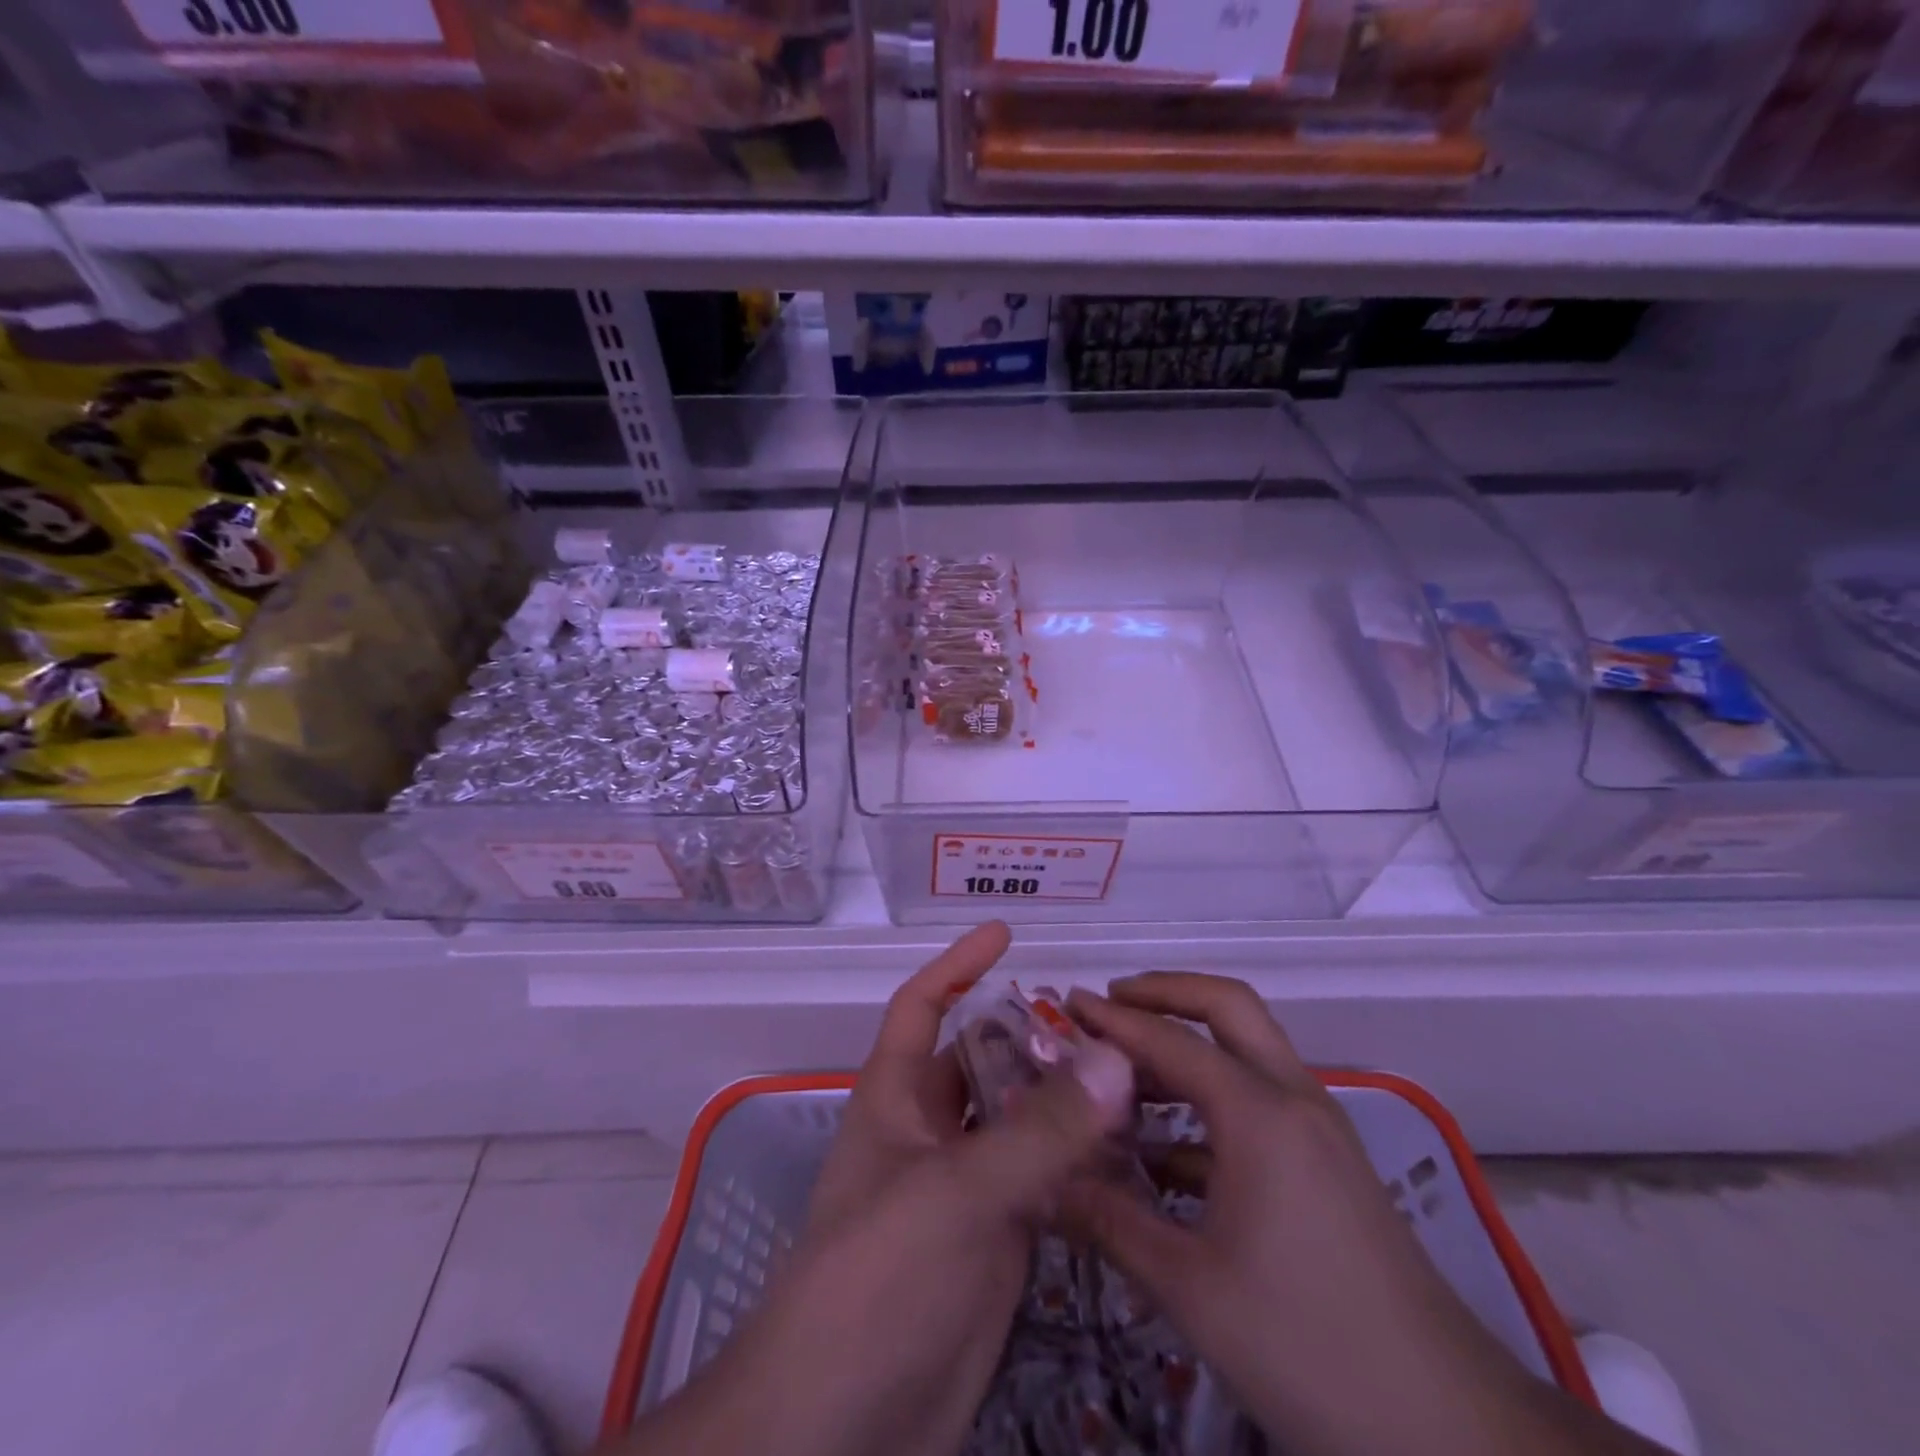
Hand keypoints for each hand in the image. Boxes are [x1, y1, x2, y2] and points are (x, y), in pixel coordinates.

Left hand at [620, 924, 1132, 1455]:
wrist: (841, 1431)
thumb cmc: (875, 1283)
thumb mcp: (954, 1194)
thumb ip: (1038, 1132)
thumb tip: (1113, 1059)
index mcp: (896, 1099)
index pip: (921, 1007)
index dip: (957, 966)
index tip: (1005, 934)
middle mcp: (930, 1133)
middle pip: (983, 1062)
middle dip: (1031, 1036)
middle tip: (1103, 1022)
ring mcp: (964, 1189)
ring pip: (1019, 1123)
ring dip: (1064, 1101)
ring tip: (1133, 1076)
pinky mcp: (996, 1243)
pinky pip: (1043, 1183)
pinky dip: (1079, 1165)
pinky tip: (1130, 1155)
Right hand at [1064, 973, 1662, 1455]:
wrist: (1452, 1429)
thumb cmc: (1310, 1347)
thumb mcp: (1192, 1289)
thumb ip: (1110, 1222)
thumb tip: (1042, 1184)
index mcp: (1259, 1113)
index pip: (1170, 1040)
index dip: (1112, 1019)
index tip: (1064, 1003)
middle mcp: (1293, 1099)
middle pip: (1228, 1006)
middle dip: (1165, 993)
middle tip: (1108, 1005)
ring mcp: (1318, 1128)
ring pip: (1246, 1050)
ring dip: (1187, 1046)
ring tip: (1124, 1074)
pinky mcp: (1328, 1164)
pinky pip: (1259, 1101)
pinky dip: (1209, 1101)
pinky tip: (1166, 1150)